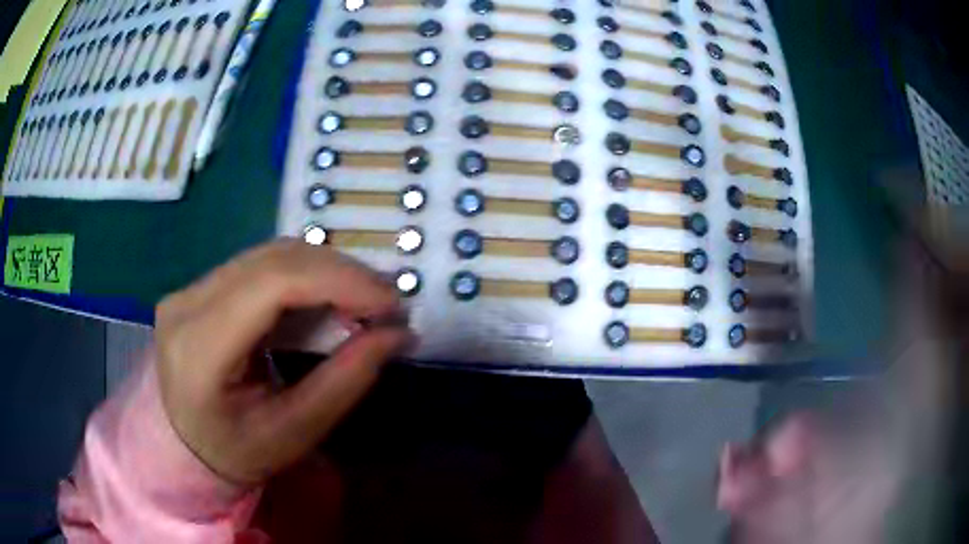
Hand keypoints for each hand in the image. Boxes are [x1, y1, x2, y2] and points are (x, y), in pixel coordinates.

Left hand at [155, 240, 411, 484]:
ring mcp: (190, 288)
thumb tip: (399, 334)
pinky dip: (305, 275)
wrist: (185, 444)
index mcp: (199, 349)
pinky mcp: (200, 286)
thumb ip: (345, 381)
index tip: (392, 302)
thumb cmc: (237, 452)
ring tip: (363, 301)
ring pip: (269, 254)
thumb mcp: (294, 432)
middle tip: (387, 302)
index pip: (271, 284)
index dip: (339, 280)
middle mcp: (187, 303)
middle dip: (341, 272)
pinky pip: (261, 264)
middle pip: (273, 259)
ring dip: (325, 270)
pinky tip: (327, 298)